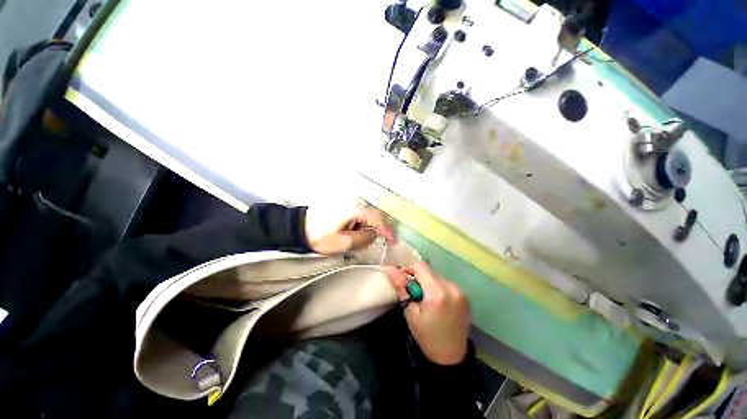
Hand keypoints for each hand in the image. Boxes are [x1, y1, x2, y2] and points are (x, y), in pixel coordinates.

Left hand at [304, 200, 396, 254]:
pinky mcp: (343, 204)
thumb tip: (374, 234)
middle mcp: (353, 201)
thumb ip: (362, 238)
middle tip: (385, 239)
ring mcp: (348, 201)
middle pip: (374, 213)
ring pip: (366, 213)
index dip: (387, 229)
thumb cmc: (319, 236)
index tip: (393, 240)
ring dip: (369, 225)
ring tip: (364, 237)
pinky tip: (355, 230)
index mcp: (354, 210)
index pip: (377, 218)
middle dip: (380, 227)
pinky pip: (359, 212)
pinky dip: (361, 222)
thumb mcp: (342, 242)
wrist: (298, 228)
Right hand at [384, 262, 470, 364]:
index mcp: (438, 292)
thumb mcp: (410, 312)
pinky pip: (446, 283)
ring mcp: (461, 291)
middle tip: (415, 294)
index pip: (420, 266)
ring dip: (429, 282)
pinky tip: (437, 303)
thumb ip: (402, 286)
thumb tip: (389, 268)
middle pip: (429, 270)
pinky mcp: (465, 296)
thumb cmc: (426, 336)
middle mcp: (452, 287)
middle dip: (419, 278)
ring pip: (437, 276)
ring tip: (426, 300)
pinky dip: (438, 288)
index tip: (404, 282)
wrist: (451, 358)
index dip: (409, 270)